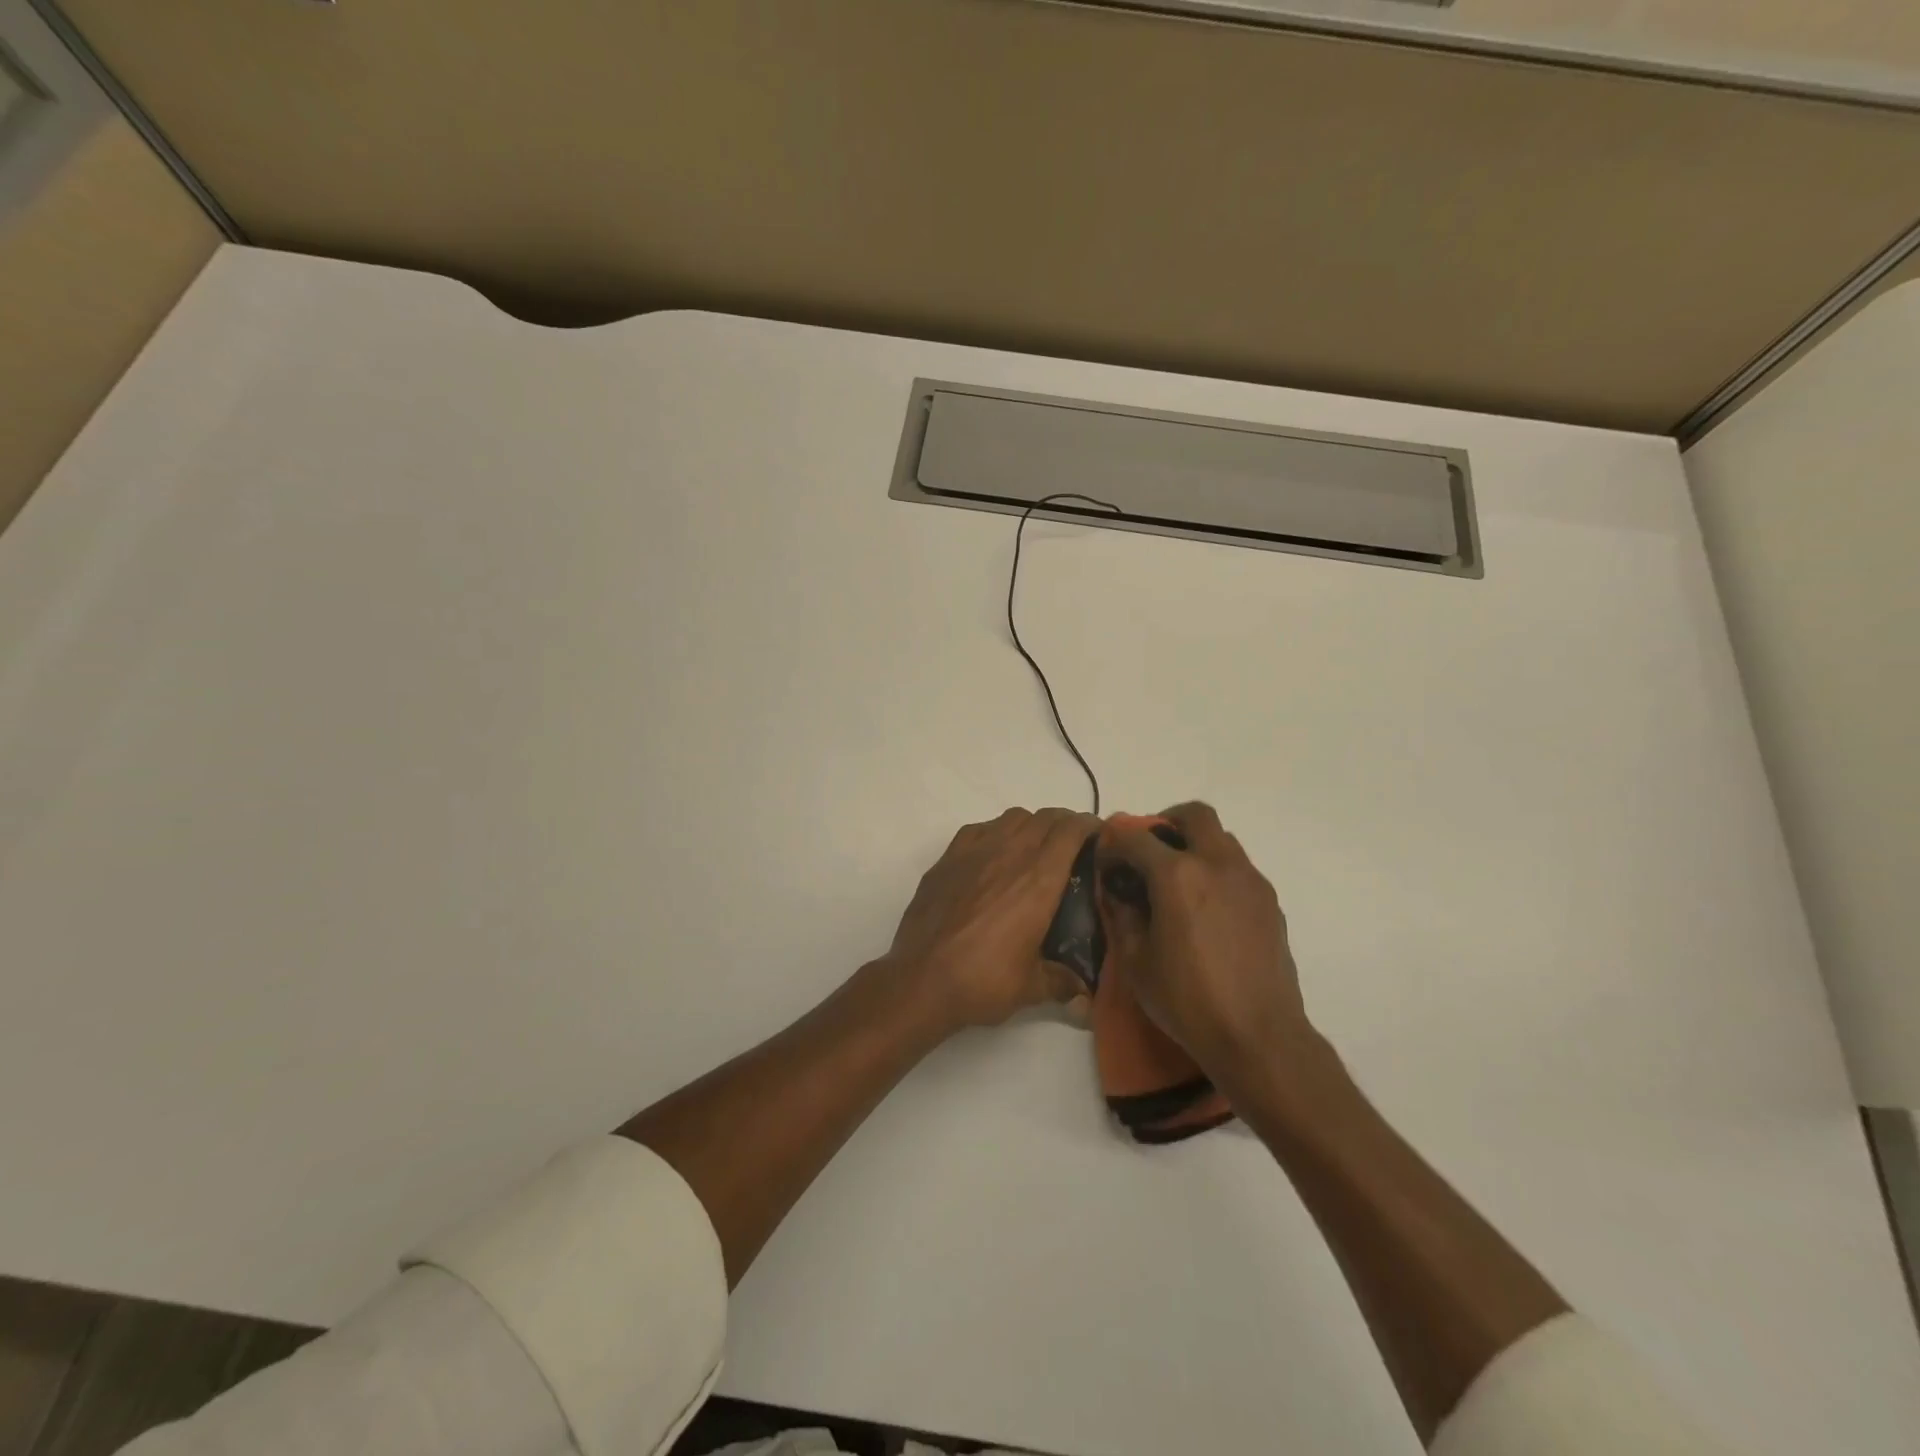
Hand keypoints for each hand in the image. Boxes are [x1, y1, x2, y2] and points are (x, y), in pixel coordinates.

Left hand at [885, 807, 1098, 1028]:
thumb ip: (1062, 983)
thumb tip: (1084, 998)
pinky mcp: (948, 858)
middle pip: (1045, 817)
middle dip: (1065, 823)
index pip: (1071, 831)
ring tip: (1035, 846)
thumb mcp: (1032, 987)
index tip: (1100, 835)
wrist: (922, 979)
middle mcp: (1010, 854)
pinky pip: (979, 829)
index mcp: (1039, 880)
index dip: (1089, 826)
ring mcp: (975, 852)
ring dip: (1031, 824)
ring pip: (1013, 817)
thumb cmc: (983, 981)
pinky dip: (995, 831)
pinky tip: (994, 853)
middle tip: (1074, 843)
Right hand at [1096, 802, 1312, 1081]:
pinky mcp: (1269, 902)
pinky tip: (1206, 909)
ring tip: (1178, 882)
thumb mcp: (1135, 962)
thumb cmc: (1188, 1001)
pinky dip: (1217, 871)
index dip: (1115, 844)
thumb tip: (1117, 891)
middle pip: (1194, 815)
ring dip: (1195, 845)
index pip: (1137, 838)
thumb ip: (1123, 915)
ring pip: (1221, 838)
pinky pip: (1238, 868)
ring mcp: (1250, 881)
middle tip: (1151, 850)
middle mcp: (1217, 865)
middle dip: (1166, 822)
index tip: (1107, 860)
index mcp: (1177, 876)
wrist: (1259, 1037)